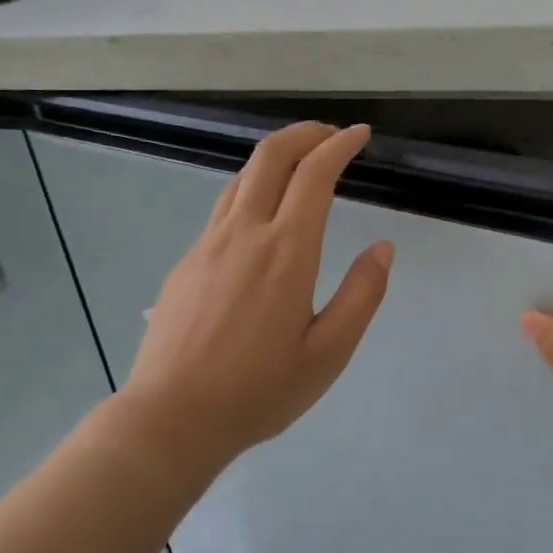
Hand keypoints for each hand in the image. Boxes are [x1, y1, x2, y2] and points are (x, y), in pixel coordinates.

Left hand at [117, 122, 393, 476]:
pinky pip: (224, 206)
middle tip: (331, 136)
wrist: (171, 419)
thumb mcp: (328, 353)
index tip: (359, 135)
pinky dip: (252, 188)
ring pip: (242, 176)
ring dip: (276, 158)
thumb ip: (361, 295)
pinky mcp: (186, 261)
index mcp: (286, 251)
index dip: (339, 145)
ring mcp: (208, 243)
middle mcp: (245, 233)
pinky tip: (262, 216)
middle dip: (305, 133)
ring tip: (301, 166)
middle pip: (270, 155)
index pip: (315, 174)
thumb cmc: (258, 391)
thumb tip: (381, 248)